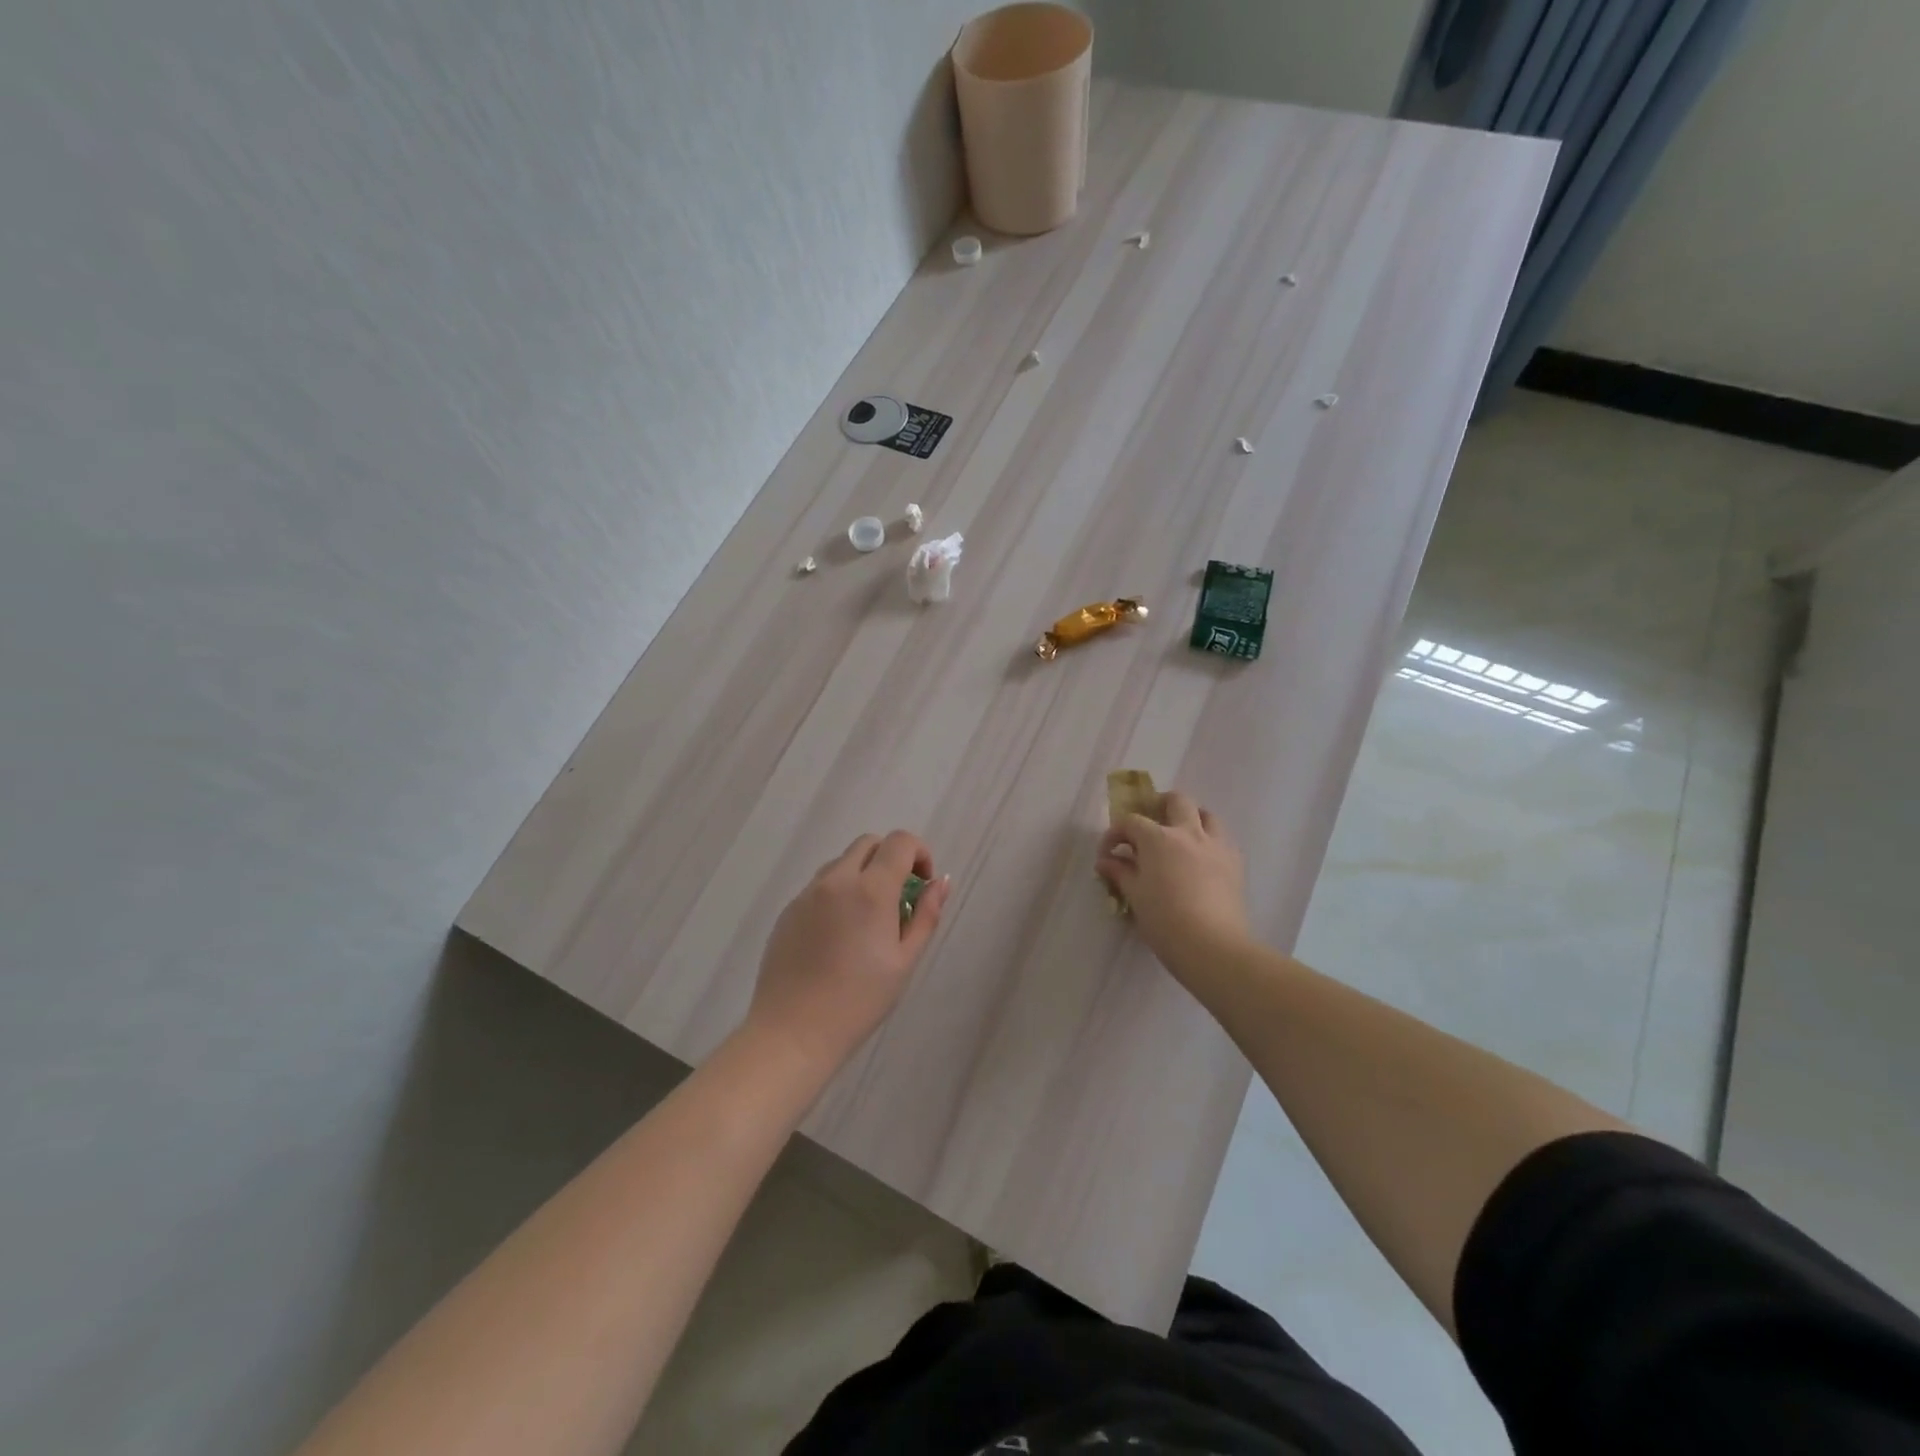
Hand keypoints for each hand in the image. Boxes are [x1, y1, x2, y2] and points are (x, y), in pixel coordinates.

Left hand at [745, 830, 951, 1080]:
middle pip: (868, 843)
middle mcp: (836, 880)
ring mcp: (807, 894)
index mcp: (870, 890)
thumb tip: (940, 882)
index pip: (900, 842)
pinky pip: (819, 886)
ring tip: (868, 919)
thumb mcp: (904, 961)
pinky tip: (839, 936)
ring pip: (841, 862)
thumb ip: (926, 915)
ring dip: (862, 874)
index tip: (923, 884)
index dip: (919, 853)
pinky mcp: (788, 911)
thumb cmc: (859, 1001)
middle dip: (891, 858)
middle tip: (900, 897)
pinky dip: (838, 893)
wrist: (793, 1032)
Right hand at [1096, 791, 1250, 974]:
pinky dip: (1208, 841)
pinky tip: (1200, 861)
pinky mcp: (1235, 863)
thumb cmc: (1164, 920)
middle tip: (1148, 827)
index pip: (1131, 822)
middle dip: (1159, 806)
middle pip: (1176, 801)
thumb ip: (1120, 873)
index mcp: (1158, 838)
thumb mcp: (1135, 896)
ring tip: (1179, 838)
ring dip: (1190, 819)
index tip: (1108, 854)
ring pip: (1206, 815)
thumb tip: (1106, 862)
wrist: (1212, 945)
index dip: (1115, 834)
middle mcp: (1189, 833)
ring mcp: (1216, 846)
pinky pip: (1222, 840)